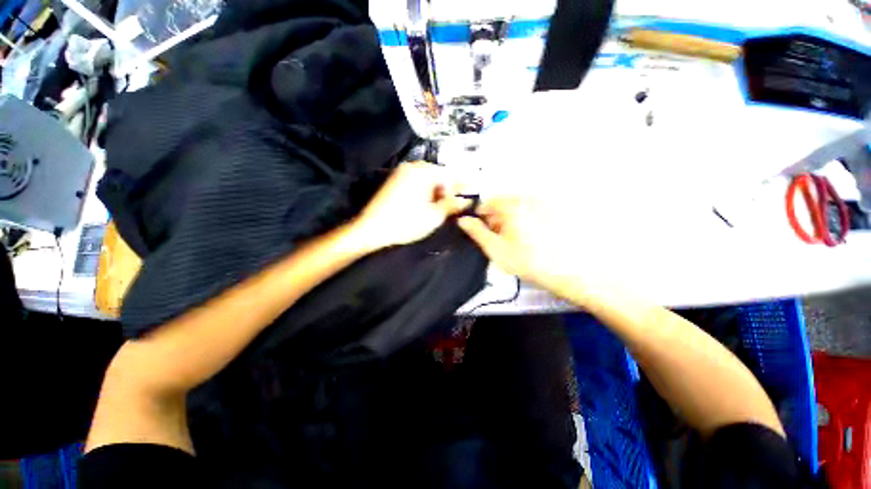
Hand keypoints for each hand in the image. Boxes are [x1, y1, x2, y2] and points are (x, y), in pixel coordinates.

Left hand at [352, 162, 467, 250]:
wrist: (371, 228)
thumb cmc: (406, 223)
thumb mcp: (434, 216)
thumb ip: (452, 205)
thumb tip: (466, 200)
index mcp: (423, 172)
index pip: (450, 175)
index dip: (460, 188)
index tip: (465, 200)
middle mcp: (412, 166)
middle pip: (438, 175)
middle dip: (447, 191)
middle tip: (450, 207)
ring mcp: (401, 172)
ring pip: (427, 179)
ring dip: (436, 192)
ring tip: (438, 208)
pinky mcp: (395, 180)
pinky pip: (416, 181)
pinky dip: (424, 191)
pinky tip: (424, 205)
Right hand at [457, 197, 578, 291]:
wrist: (567, 271)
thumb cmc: (527, 261)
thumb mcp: (496, 249)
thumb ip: (477, 232)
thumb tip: (462, 220)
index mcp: (512, 206)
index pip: (487, 203)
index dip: (479, 216)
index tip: (480, 231)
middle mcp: (527, 199)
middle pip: (502, 205)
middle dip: (496, 220)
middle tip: (498, 240)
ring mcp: (542, 204)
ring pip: (516, 209)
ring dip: (509, 221)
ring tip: (514, 241)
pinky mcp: (553, 211)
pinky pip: (530, 212)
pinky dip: (524, 222)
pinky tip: (528, 238)